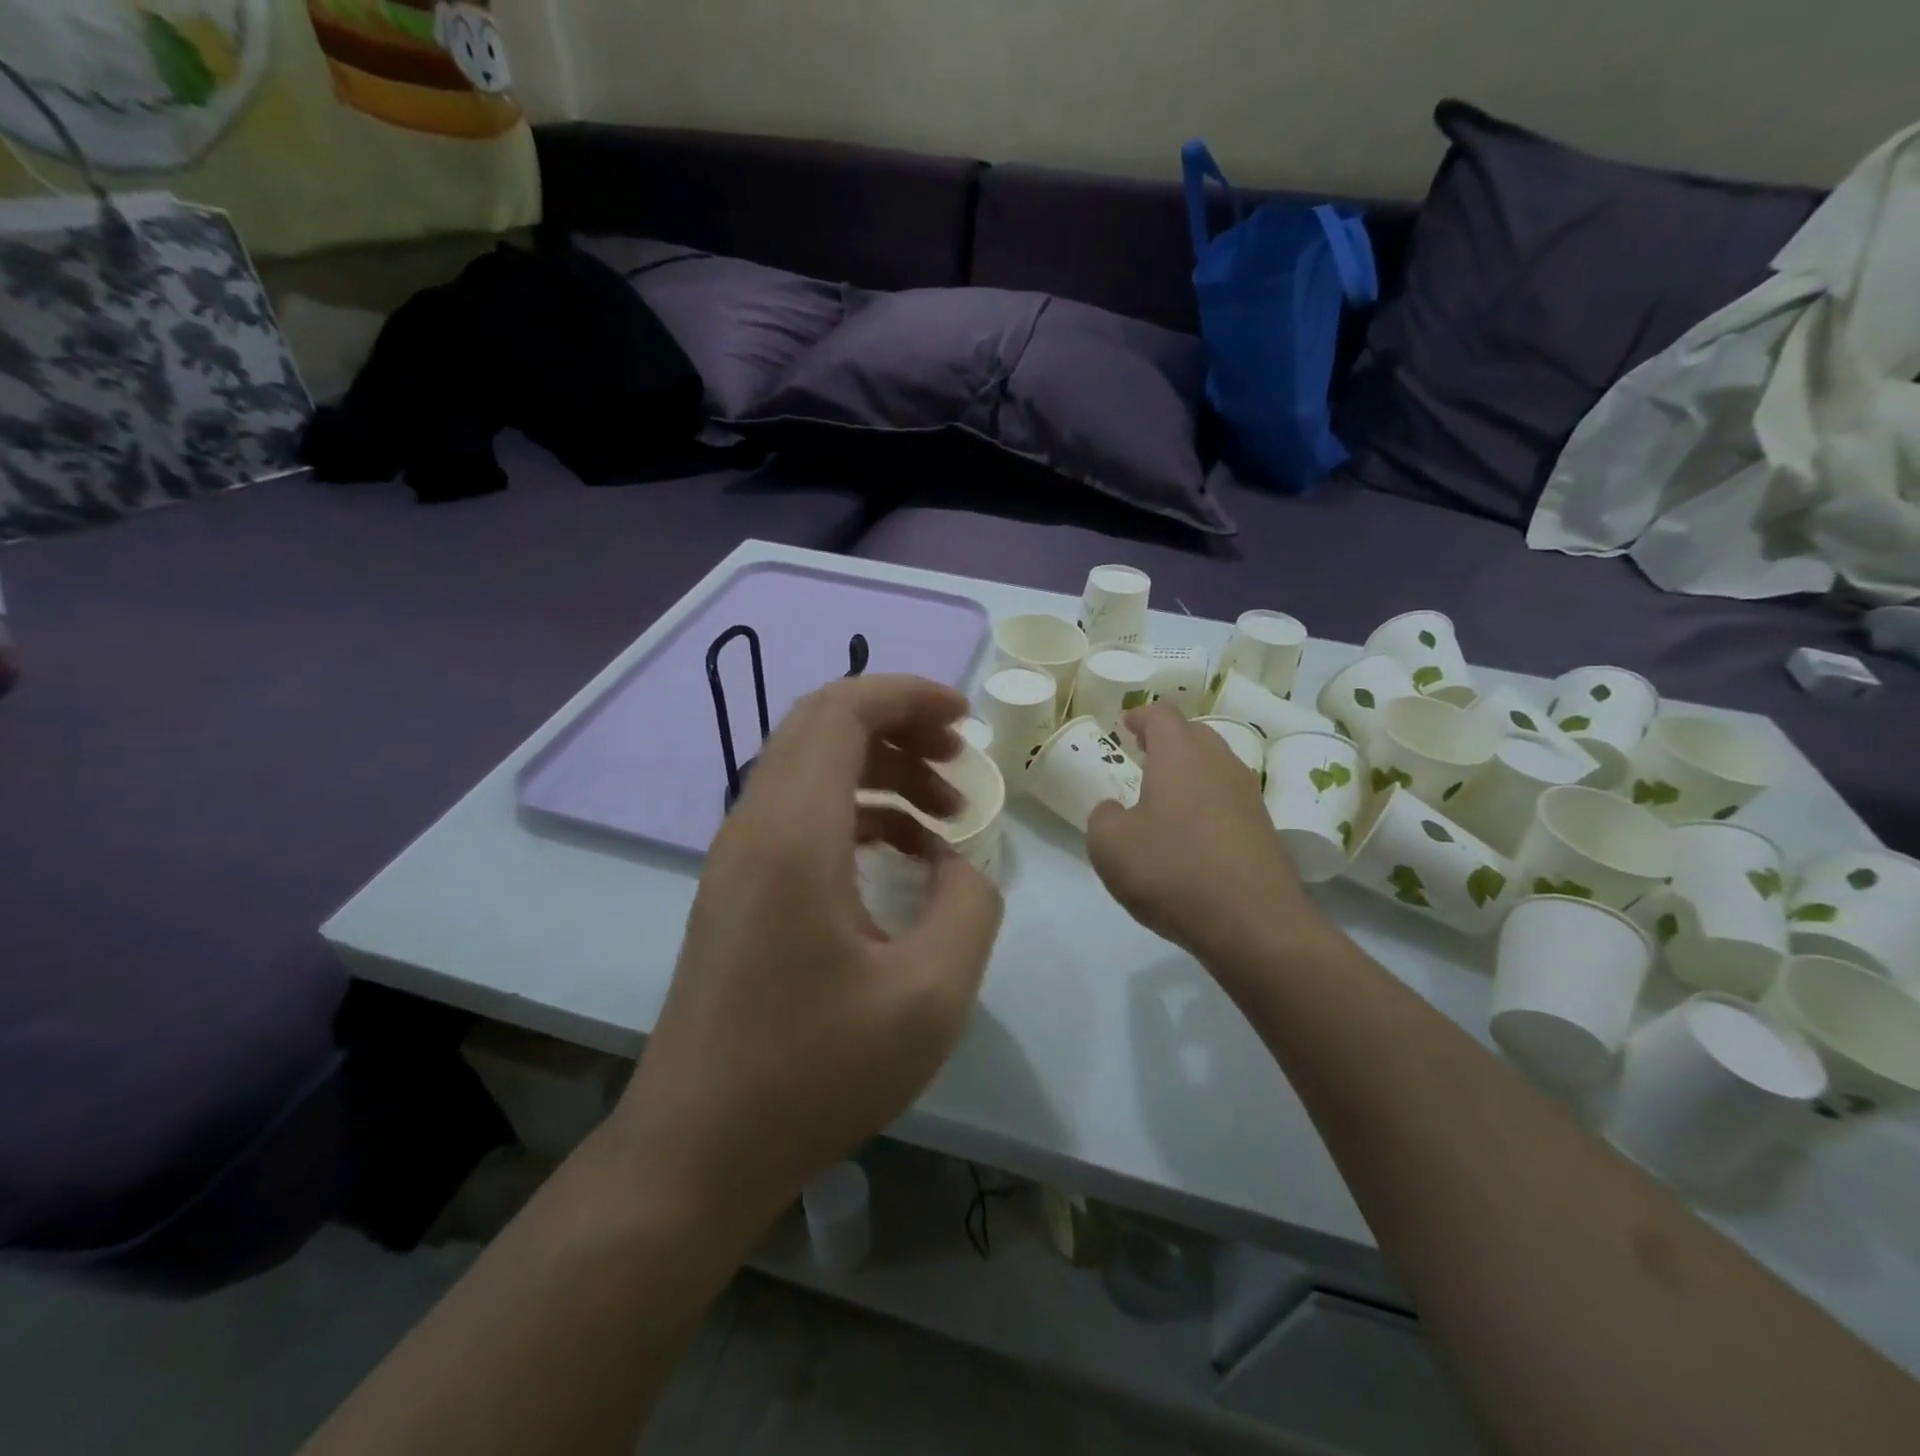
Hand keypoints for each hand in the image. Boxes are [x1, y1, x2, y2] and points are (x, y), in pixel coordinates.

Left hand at [609, 675, 1003, 1224]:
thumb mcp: (929, 997)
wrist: (699, 1148)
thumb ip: (969, 907)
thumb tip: (958, 865)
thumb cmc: (813, 1072)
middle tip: (958, 759)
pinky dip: (857, 812)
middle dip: (899, 724)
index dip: (908, 695)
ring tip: (945, 814)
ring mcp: (737, 856)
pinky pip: (800, 814)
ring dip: (881, 770)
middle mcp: (755, 825)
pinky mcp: (737, 888)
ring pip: (811, 767)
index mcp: (794, 832)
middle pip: (822, 725)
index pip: (843, 710)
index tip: (966, 719)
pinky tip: (902, 858)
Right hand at [1087, 704, 1318, 972]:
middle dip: (1168, 740)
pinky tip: (1192, 834)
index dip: (1141, 716)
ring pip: (1216, 767)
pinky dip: (1207, 804)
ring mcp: (1248, 797)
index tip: (1126, 725)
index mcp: (1180, 756)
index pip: (1162, 716)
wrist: (1255, 924)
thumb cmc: (1173, 871)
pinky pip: (1229, 801)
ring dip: (1190, 772)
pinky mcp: (1265, 830)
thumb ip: (1103, 817)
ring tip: (1165, 796)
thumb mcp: (1110, 846)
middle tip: (1144, 755)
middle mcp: (1220, 765)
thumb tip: (1115, 810)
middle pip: (1195, 734)